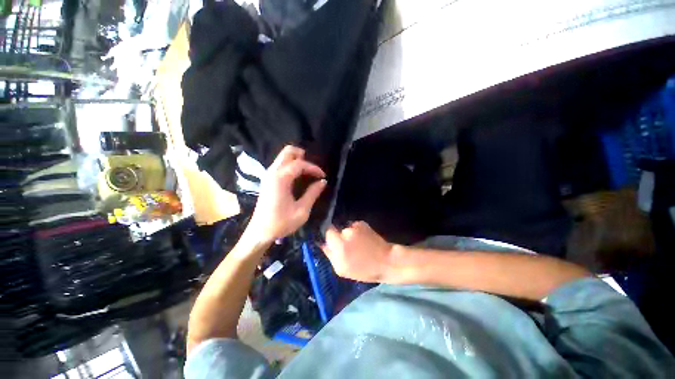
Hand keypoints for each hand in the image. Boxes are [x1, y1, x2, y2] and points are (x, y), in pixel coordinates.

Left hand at [248, 146, 326, 243]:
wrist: (259, 233)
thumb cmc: (281, 223)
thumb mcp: (301, 210)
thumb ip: (313, 193)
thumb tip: (323, 182)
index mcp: (280, 179)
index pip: (299, 164)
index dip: (313, 168)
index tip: (323, 176)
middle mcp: (273, 172)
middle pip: (287, 152)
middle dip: (303, 155)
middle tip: (313, 168)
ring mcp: (268, 175)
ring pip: (283, 157)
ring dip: (297, 160)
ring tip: (308, 172)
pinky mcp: (268, 180)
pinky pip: (281, 164)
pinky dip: (291, 165)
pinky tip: (299, 176)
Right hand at [322, 222, 395, 282]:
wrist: (386, 261)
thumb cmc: (364, 270)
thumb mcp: (342, 270)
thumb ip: (330, 255)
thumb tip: (322, 243)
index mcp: (339, 246)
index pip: (326, 232)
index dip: (327, 237)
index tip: (330, 242)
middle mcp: (346, 233)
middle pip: (334, 228)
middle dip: (336, 235)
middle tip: (344, 245)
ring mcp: (355, 226)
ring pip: (344, 228)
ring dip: (346, 234)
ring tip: (356, 243)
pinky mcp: (362, 223)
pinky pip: (353, 226)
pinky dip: (355, 231)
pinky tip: (362, 239)